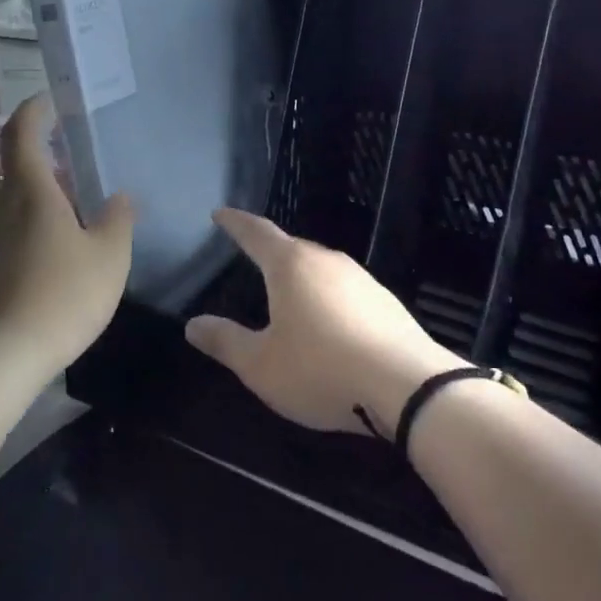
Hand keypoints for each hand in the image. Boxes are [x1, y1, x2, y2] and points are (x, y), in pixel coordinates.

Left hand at [0, 94, 133, 375]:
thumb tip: (118, 197)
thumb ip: (117, 220)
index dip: (34, 111)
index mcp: (30, 193)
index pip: (23, 133)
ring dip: (19, 202)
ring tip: (50, 225)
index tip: (49, 103)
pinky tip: (27, 268)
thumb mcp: (110, 258)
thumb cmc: (61, 298)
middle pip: (8, 169)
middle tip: (67, 181)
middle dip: (35, 165)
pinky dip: (6, 238)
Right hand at [185, 209, 462, 434]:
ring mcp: (360, 278)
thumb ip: (225, 342)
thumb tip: (194, 325)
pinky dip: (328, 297)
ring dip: (301, 276)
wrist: (406, 385)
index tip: (220, 214)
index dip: (235, 223)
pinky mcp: (384, 300)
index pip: (256, 233)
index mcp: (291, 266)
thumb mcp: (261, 365)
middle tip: (251, 257)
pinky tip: (329, 323)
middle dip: (270, 251)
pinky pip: (344, 289)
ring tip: (288, 294)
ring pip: (320, 268)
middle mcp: (326, 261)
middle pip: (291, 247)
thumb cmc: (321, 370)